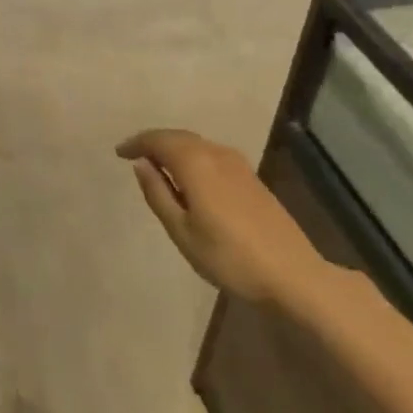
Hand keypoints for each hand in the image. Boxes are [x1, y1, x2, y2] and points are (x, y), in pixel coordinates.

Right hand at [117, 129, 319, 302]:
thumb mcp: (182, 232)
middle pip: (178, 137)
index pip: (158, 140)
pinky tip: (189, 177)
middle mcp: (216, 153)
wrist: (293, 275)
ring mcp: (238, 163)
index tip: (119, 153)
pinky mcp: (251, 177)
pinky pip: (211, 154)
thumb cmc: (229, 257)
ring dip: (174, 148)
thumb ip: (158, 194)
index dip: (136, 143)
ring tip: (157, 166)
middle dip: (154, 142)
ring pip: (197, 144)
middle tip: (134, 156)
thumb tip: (141, 164)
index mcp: (195, 163)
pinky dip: (192, 157)